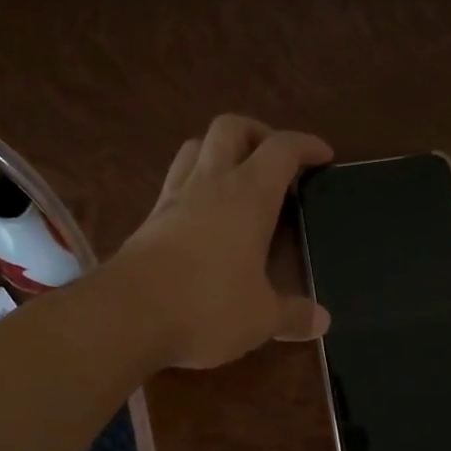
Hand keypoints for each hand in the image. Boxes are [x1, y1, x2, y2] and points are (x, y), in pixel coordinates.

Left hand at [108, 114, 331, 369]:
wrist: (127, 316)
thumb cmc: (207, 307)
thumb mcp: (261, 318)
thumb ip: (293, 315)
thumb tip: (323, 321)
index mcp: (248, 197)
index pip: (282, 150)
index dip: (305, 146)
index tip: (323, 157)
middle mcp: (210, 184)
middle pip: (231, 128)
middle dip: (258, 133)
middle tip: (275, 161)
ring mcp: (173, 199)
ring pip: (195, 148)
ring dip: (220, 151)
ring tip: (237, 179)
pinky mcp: (149, 221)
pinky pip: (175, 182)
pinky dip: (194, 184)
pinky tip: (203, 215)